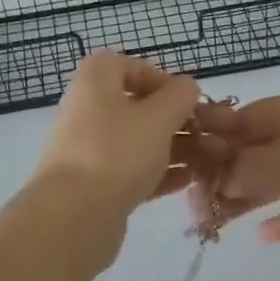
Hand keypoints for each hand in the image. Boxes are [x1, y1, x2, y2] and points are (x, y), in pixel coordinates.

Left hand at [32, 53, 205, 223]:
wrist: (73, 215)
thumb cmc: (118, 153)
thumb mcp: (159, 118)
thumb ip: (179, 96)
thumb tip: (186, 88)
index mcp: (95, 80)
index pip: (130, 66)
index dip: (162, 80)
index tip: (187, 101)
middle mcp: (87, 108)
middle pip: (137, 106)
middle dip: (175, 120)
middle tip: (204, 135)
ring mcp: (88, 148)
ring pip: (137, 140)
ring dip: (172, 148)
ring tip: (205, 162)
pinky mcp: (93, 182)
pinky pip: (130, 169)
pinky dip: (157, 171)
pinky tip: (186, 182)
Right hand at [191, 92, 279, 254]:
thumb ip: (243, 167)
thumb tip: (215, 179)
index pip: (238, 119)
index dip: (210, 139)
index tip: (181, 163)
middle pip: (252, 152)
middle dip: (222, 175)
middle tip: (193, 204)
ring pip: (272, 180)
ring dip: (244, 198)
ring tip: (213, 221)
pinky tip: (263, 237)